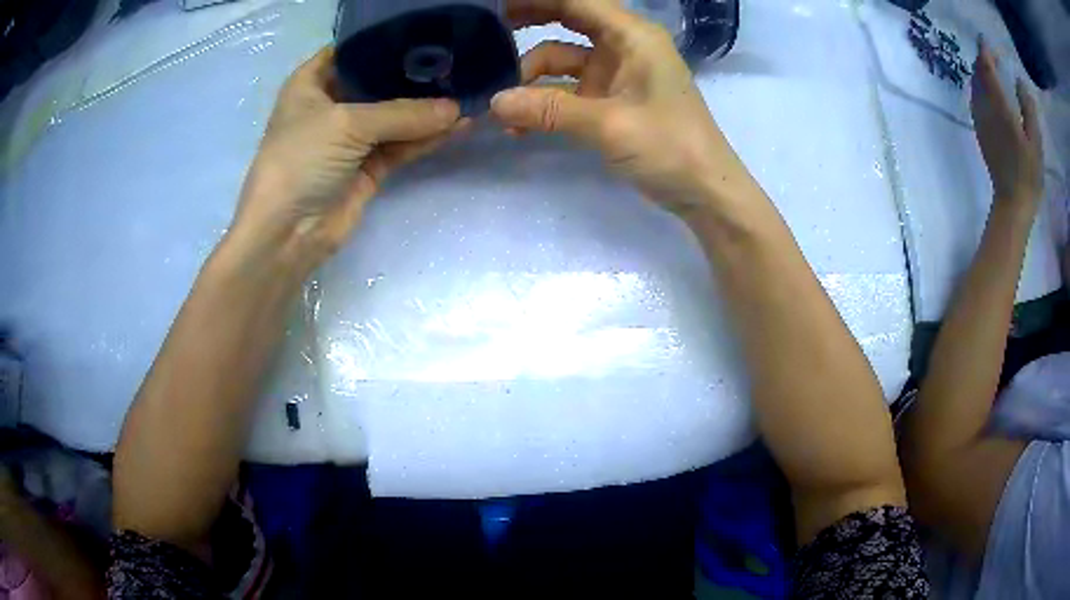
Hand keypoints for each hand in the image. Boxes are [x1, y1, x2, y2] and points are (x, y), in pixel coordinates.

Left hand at [232, 47, 465, 271]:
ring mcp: (351, 137)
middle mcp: (331, 104)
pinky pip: (402, 144)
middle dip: (415, 73)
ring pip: (395, 114)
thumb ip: (403, 113)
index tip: (428, 29)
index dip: (386, 37)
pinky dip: (427, 137)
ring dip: (428, 108)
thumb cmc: (300, 162)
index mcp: (311, 82)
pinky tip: (459, 124)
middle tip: (460, 58)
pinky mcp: (368, 166)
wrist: (287, 234)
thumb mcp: (346, 124)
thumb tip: (457, 109)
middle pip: (379, 80)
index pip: (353, 47)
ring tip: (469, 91)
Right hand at [491, 0, 757, 213]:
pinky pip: (568, 92)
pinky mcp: (611, 102)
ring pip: (561, 62)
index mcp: (633, 37)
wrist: (706, 193)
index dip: (536, 0)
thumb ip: (550, 111)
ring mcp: (616, 75)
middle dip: (528, 23)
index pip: (577, 1)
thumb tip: (495, 103)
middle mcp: (623, 47)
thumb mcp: (610, 125)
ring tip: (500, 107)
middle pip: (568, 21)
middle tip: (486, 32)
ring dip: (530, 80)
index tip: (497, 4)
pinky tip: (520, 128)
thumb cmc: (671, 148)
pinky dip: (545, 104)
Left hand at [972, 39, 1043, 203]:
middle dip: (983, 60)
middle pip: (978, 73)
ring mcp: (979, 120)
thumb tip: (1020, 82)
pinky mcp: (979, 131)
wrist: (1012, 203)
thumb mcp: (1035, 142)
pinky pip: (974, 99)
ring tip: (991, 70)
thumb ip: (1028, 109)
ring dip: (980, 72)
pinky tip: (988, 91)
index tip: (986, 41)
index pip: (986, 68)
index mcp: (999, 107)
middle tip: (993, 57)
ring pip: (974, 85)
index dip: (985, 51)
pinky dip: (979, 87)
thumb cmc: (1028, 174)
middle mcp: (984, 108)